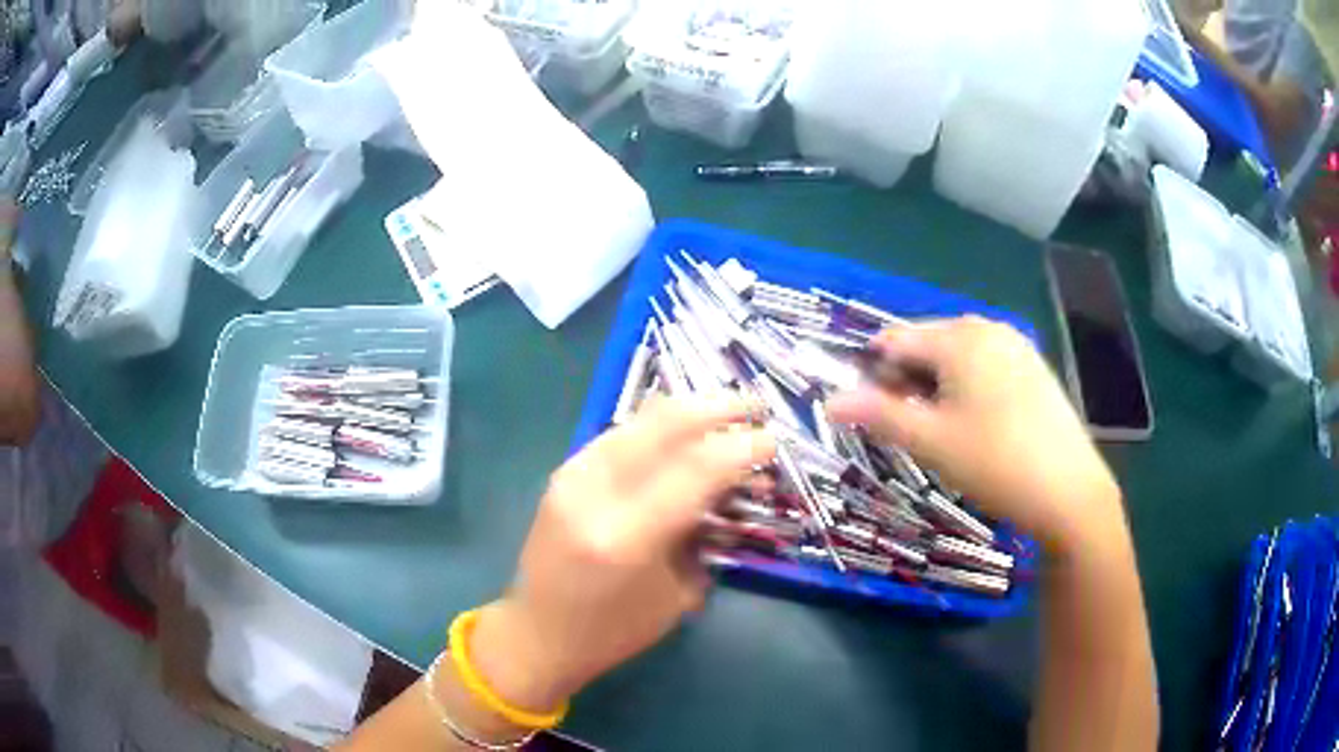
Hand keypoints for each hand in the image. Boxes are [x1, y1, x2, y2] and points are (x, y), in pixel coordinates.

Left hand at [469, 396, 774, 712]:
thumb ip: (701, 533)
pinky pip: (619, 433)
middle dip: (718, 407)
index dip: (741, 446)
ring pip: (640, 418)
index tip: (772, 440)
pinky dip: (657, 425)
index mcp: (627, 537)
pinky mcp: (562, 472)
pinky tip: (680, 427)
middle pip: (665, 425)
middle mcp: (595, 495)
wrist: (539, 633)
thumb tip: (729, 486)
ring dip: (689, 407)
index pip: (696, 469)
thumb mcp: (676, 595)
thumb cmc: (614, 631)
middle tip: (754, 407)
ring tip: (725, 408)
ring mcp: (572, 477)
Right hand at [826, 317, 1122, 553]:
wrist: (1069, 490)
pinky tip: (978, 424)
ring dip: (937, 384)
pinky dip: (968, 386)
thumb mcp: (931, 441)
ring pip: (958, 355)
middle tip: (910, 428)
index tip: (874, 415)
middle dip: (908, 378)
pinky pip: (986, 364)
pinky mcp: (1034, 368)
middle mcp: (987, 328)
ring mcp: (1016, 346)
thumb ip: (878, 415)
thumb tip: (829, 402)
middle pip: (928, 342)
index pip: (895, 340)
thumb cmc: (994, 462)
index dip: (875, 374)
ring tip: (942, 429)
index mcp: (959, 337)